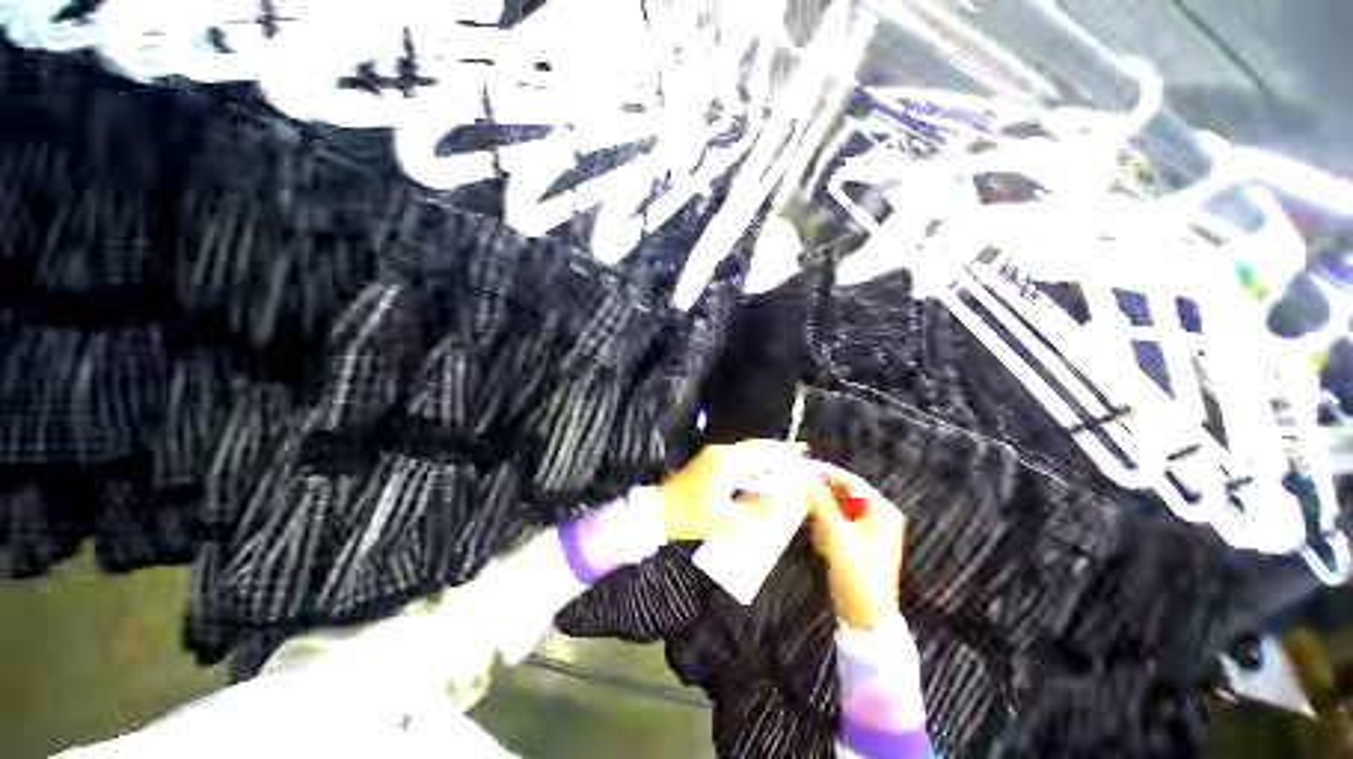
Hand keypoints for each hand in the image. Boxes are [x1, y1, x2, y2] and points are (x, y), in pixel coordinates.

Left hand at [658, 439, 808, 540]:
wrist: (659, 511)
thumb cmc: (692, 517)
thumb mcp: (728, 522)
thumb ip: (758, 512)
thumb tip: (781, 502)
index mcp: (728, 463)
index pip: (763, 453)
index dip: (784, 453)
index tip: (802, 451)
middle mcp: (721, 453)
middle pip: (755, 447)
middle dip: (777, 449)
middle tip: (797, 453)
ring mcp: (712, 455)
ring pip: (746, 450)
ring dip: (764, 454)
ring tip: (782, 461)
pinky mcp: (707, 461)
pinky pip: (737, 455)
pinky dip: (752, 459)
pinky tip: (757, 470)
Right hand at [806, 463, 905, 630]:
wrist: (866, 618)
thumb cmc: (857, 572)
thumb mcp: (836, 534)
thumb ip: (820, 502)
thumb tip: (805, 477)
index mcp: (881, 511)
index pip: (850, 482)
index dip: (826, 474)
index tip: (801, 468)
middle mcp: (876, 517)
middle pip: (842, 495)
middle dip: (821, 500)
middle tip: (797, 495)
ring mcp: (866, 532)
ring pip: (834, 511)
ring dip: (821, 518)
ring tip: (815, 533)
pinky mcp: (854, 544)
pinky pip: (834, 526)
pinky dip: (824, 531)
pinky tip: (822, 548)